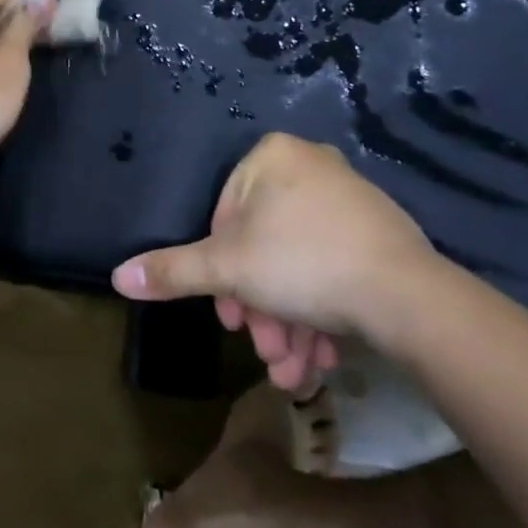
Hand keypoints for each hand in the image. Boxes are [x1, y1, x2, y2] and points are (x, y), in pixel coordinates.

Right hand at [111, 134, 445, 387]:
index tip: (230, 316)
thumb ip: (172, 271)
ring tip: (292, 370)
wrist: (409, 297)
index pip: (225, 215)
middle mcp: (312, 167)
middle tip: (263, 348)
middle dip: (259, 308)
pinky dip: (319, 312)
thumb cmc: (302, 264)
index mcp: (273, 157)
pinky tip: (319, 357)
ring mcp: (350, 200)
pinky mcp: (380, 235)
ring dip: (287, 322)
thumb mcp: (226, 269)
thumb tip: (118, 276)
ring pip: (298, 265)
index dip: (220, 272)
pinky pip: (332, 269)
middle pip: (264, 246)